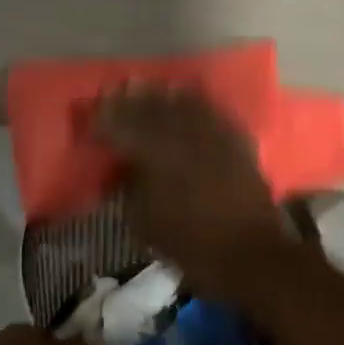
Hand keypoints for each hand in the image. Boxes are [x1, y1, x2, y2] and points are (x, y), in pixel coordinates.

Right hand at [94, 87, 293, 301]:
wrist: (253, 255)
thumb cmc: (192, 245)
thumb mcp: (144, 222)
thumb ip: (128, 188)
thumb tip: (122, 168)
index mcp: (155, 153)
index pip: (120, 126)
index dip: (102, 121)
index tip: (90, 121)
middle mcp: (182, 133)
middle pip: (149, 107)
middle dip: (127, 101)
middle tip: (111, 94)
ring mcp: (211, 132)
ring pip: (179, 102)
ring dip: (158, 95)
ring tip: (143, 89)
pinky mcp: (234, 139)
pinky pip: (209, 110)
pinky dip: (192, 102)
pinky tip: (184, 99)